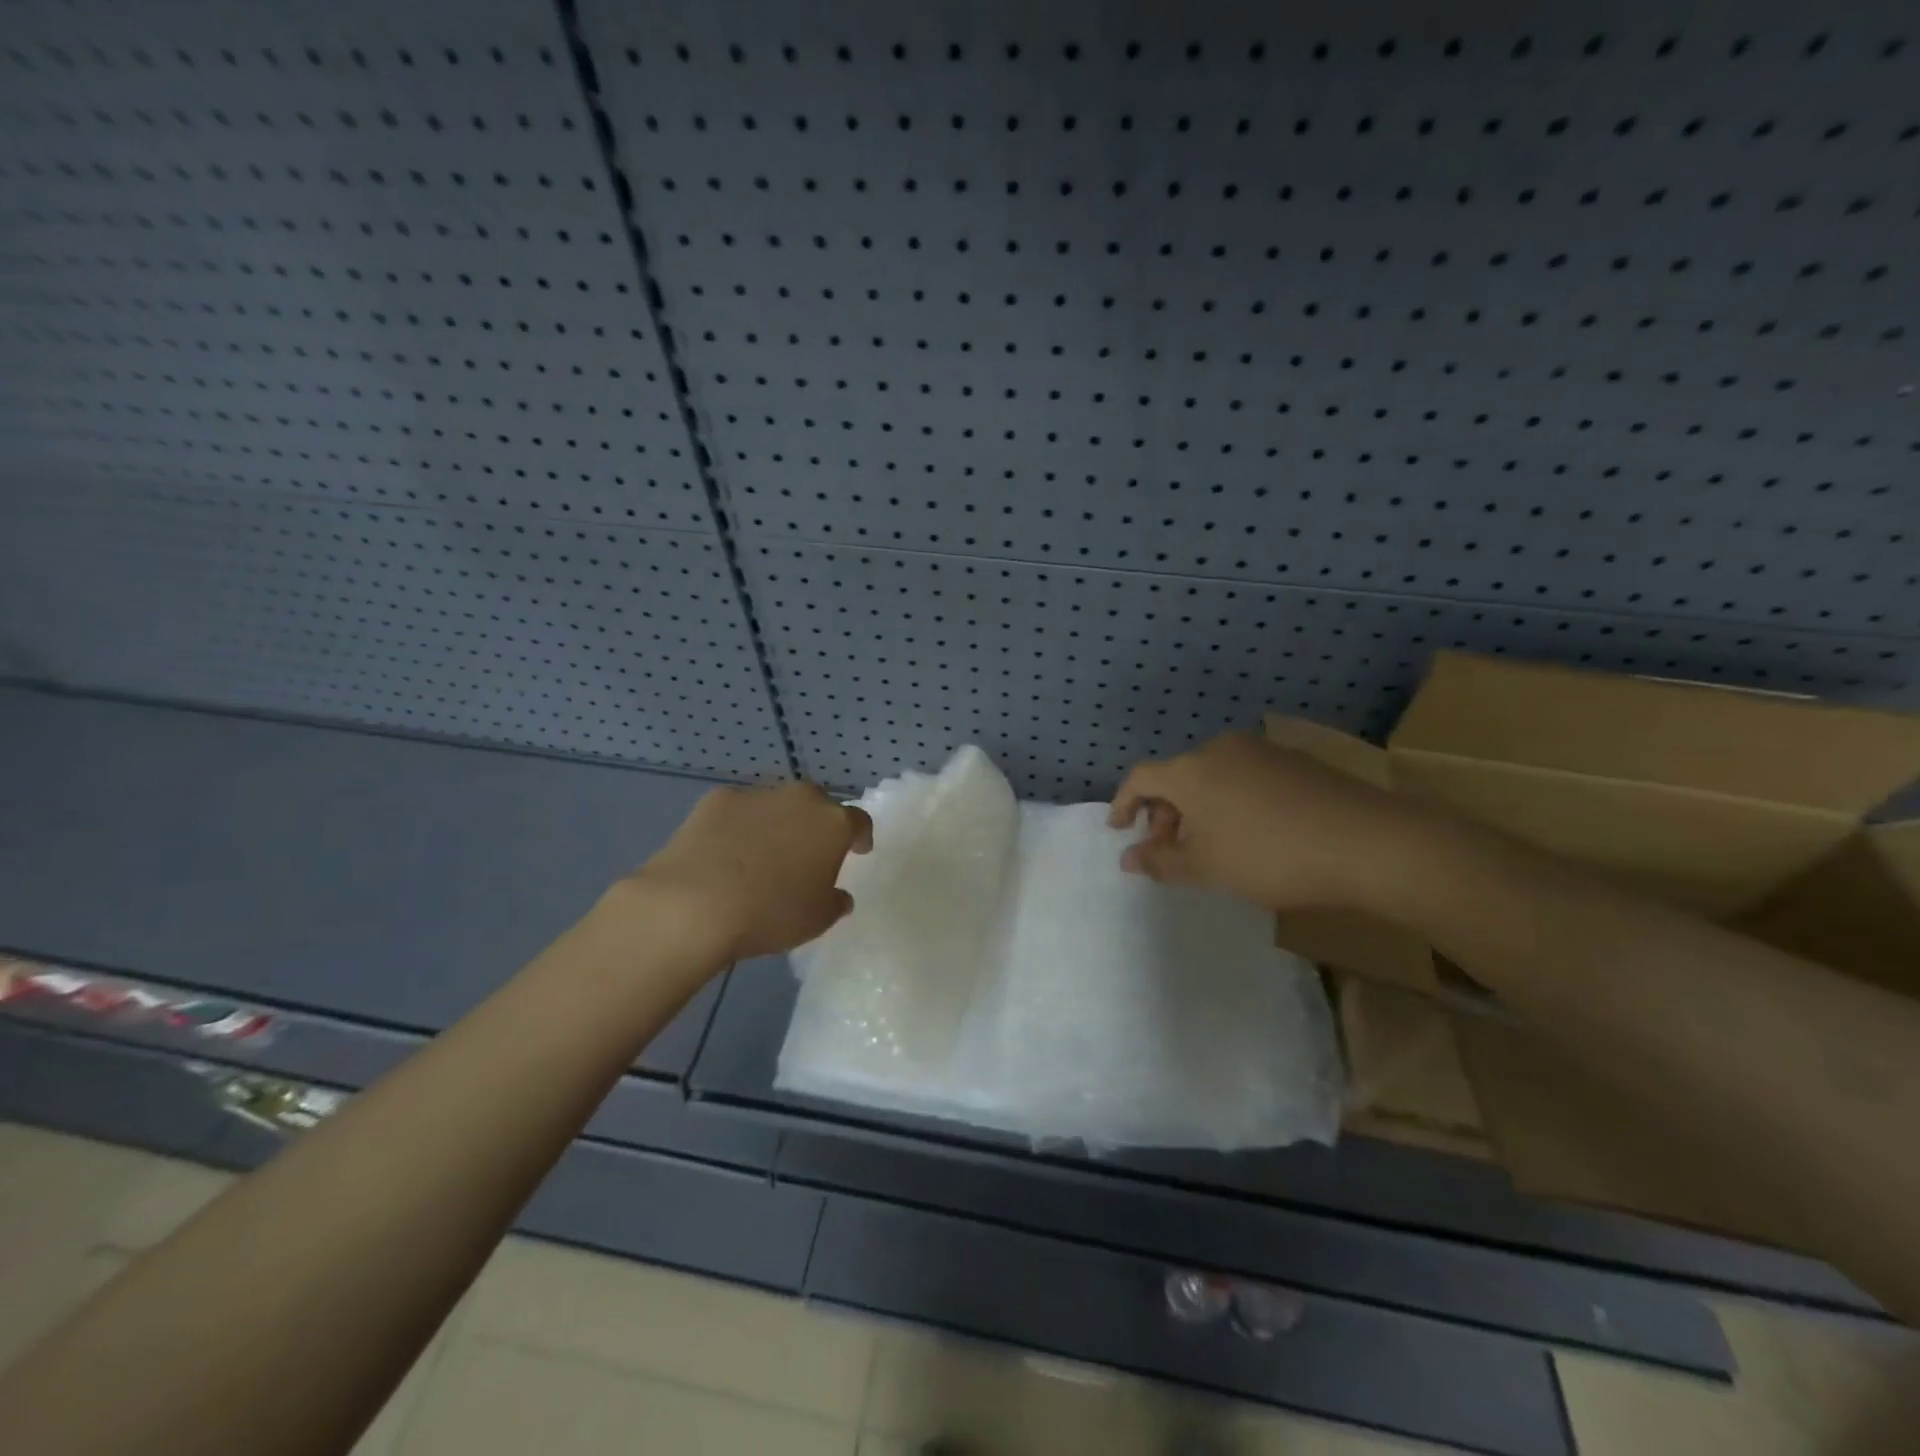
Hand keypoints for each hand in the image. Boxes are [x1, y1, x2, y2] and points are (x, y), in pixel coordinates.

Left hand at [619, 782, 873, 959]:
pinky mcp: (716, 799)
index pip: (859, 821)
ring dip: (776, 824)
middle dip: (816, 825)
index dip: (860, 836)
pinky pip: (738, 811)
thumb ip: (834, 902)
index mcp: (833, 824)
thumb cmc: (769, 914)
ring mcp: (757, 795)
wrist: (693, 905)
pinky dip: (738, 827)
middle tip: (808, 853)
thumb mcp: (816, 920)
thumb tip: (837, 895)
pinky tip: (725, 853)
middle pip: (817, 805)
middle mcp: (800, 799)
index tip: (858, 850)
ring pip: (776, 805)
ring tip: (761, 856)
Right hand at [1107, 733, 1424, 912]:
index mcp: (1191, 771)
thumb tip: (1128, 857)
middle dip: (1164, 812)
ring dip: (1198, 807)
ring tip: (1210, 844)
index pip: (1141, 778)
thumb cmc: (1271, 856)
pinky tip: (1250, 831)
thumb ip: (1160, 862)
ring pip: (1211, 776)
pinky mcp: (1294, 760)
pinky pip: (1243, 776)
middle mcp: (1220, 750)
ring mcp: (1261, 751)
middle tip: (1168, 849)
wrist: (1368, 841)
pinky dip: (1230, 800)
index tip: (1119, 830)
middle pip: (1177, 775)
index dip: (1123, 803)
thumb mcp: (1207, 868)